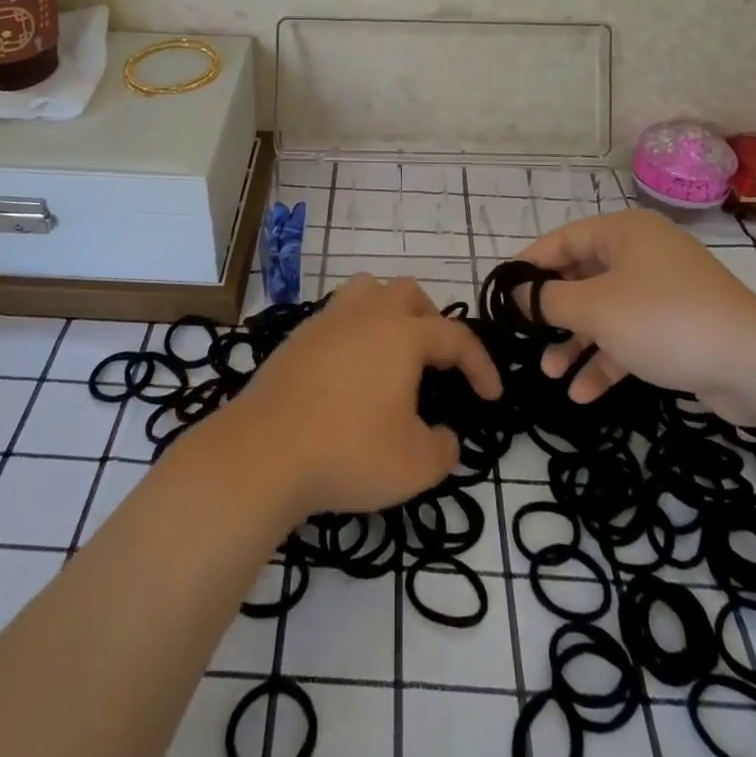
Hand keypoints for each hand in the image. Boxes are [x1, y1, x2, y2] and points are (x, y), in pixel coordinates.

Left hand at [220, 276, 500, 517]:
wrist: (263, 453)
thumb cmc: (348, 452)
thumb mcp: (415, 465)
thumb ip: (444, 448)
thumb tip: (444, 435)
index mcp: (402, 334)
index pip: (455, 337)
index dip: (480, 365)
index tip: (492, 396)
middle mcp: (365, 314)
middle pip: (408, 294)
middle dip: (433, 321)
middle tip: (439, 361)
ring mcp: (326, 321)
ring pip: (367, 291)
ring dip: (390, 312)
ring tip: (394, 350)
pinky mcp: (297, 338)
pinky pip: (337, 316)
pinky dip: (356, 331)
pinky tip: (353, 369)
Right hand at [519, 209, 755, 417]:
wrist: (754, 365)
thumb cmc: (662, 320)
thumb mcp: (594, 308)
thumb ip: (548, 300)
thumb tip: (519, 295)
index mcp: (624, 233)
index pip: (563, 240)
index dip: (530, 265)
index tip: (503, 293)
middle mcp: (642, 255)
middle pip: (583, 277)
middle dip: (553, 312)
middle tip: (525, 336)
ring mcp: (663, 291)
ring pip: (605, 312)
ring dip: (576, 342)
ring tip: (549, 373)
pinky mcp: (678, 327)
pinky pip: (630, 336)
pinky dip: (607, 360)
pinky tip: (583, 394)